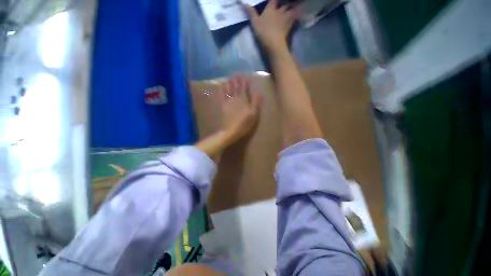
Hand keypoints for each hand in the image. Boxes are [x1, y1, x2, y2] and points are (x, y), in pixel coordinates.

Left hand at [220, 74, 263, 141]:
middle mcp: (236, 98)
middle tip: (236, 73)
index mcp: (244, 100)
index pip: (244, 88)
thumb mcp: (253, 114)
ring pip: (228, 89)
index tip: (244, 75)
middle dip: (237, 80)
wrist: (231, 131)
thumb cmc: (244, 123)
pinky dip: (221, 90)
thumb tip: (259, 93)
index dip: (244, 81)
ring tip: (229, 77)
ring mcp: (228, 101)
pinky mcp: (223, 106)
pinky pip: (222, 95)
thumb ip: (256, 103)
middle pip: (236, 87)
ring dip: (229, 83)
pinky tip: (221, 86)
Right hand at [244, 0, 295, 51]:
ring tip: (295, 6)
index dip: (273, 0)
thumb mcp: (255, 23)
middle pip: (284, 3)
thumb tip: (243, 3)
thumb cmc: (263, 32)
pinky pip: (294, 18)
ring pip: (291, 9)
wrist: (274, 43)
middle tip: (284, 4)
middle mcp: (279, 11)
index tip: (273, 1)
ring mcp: (285, 18)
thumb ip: (251, 13)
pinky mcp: (289, 26)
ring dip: (292, 7)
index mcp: (271, 8)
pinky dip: (297, 15)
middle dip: (284, 2)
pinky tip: (299, 14)